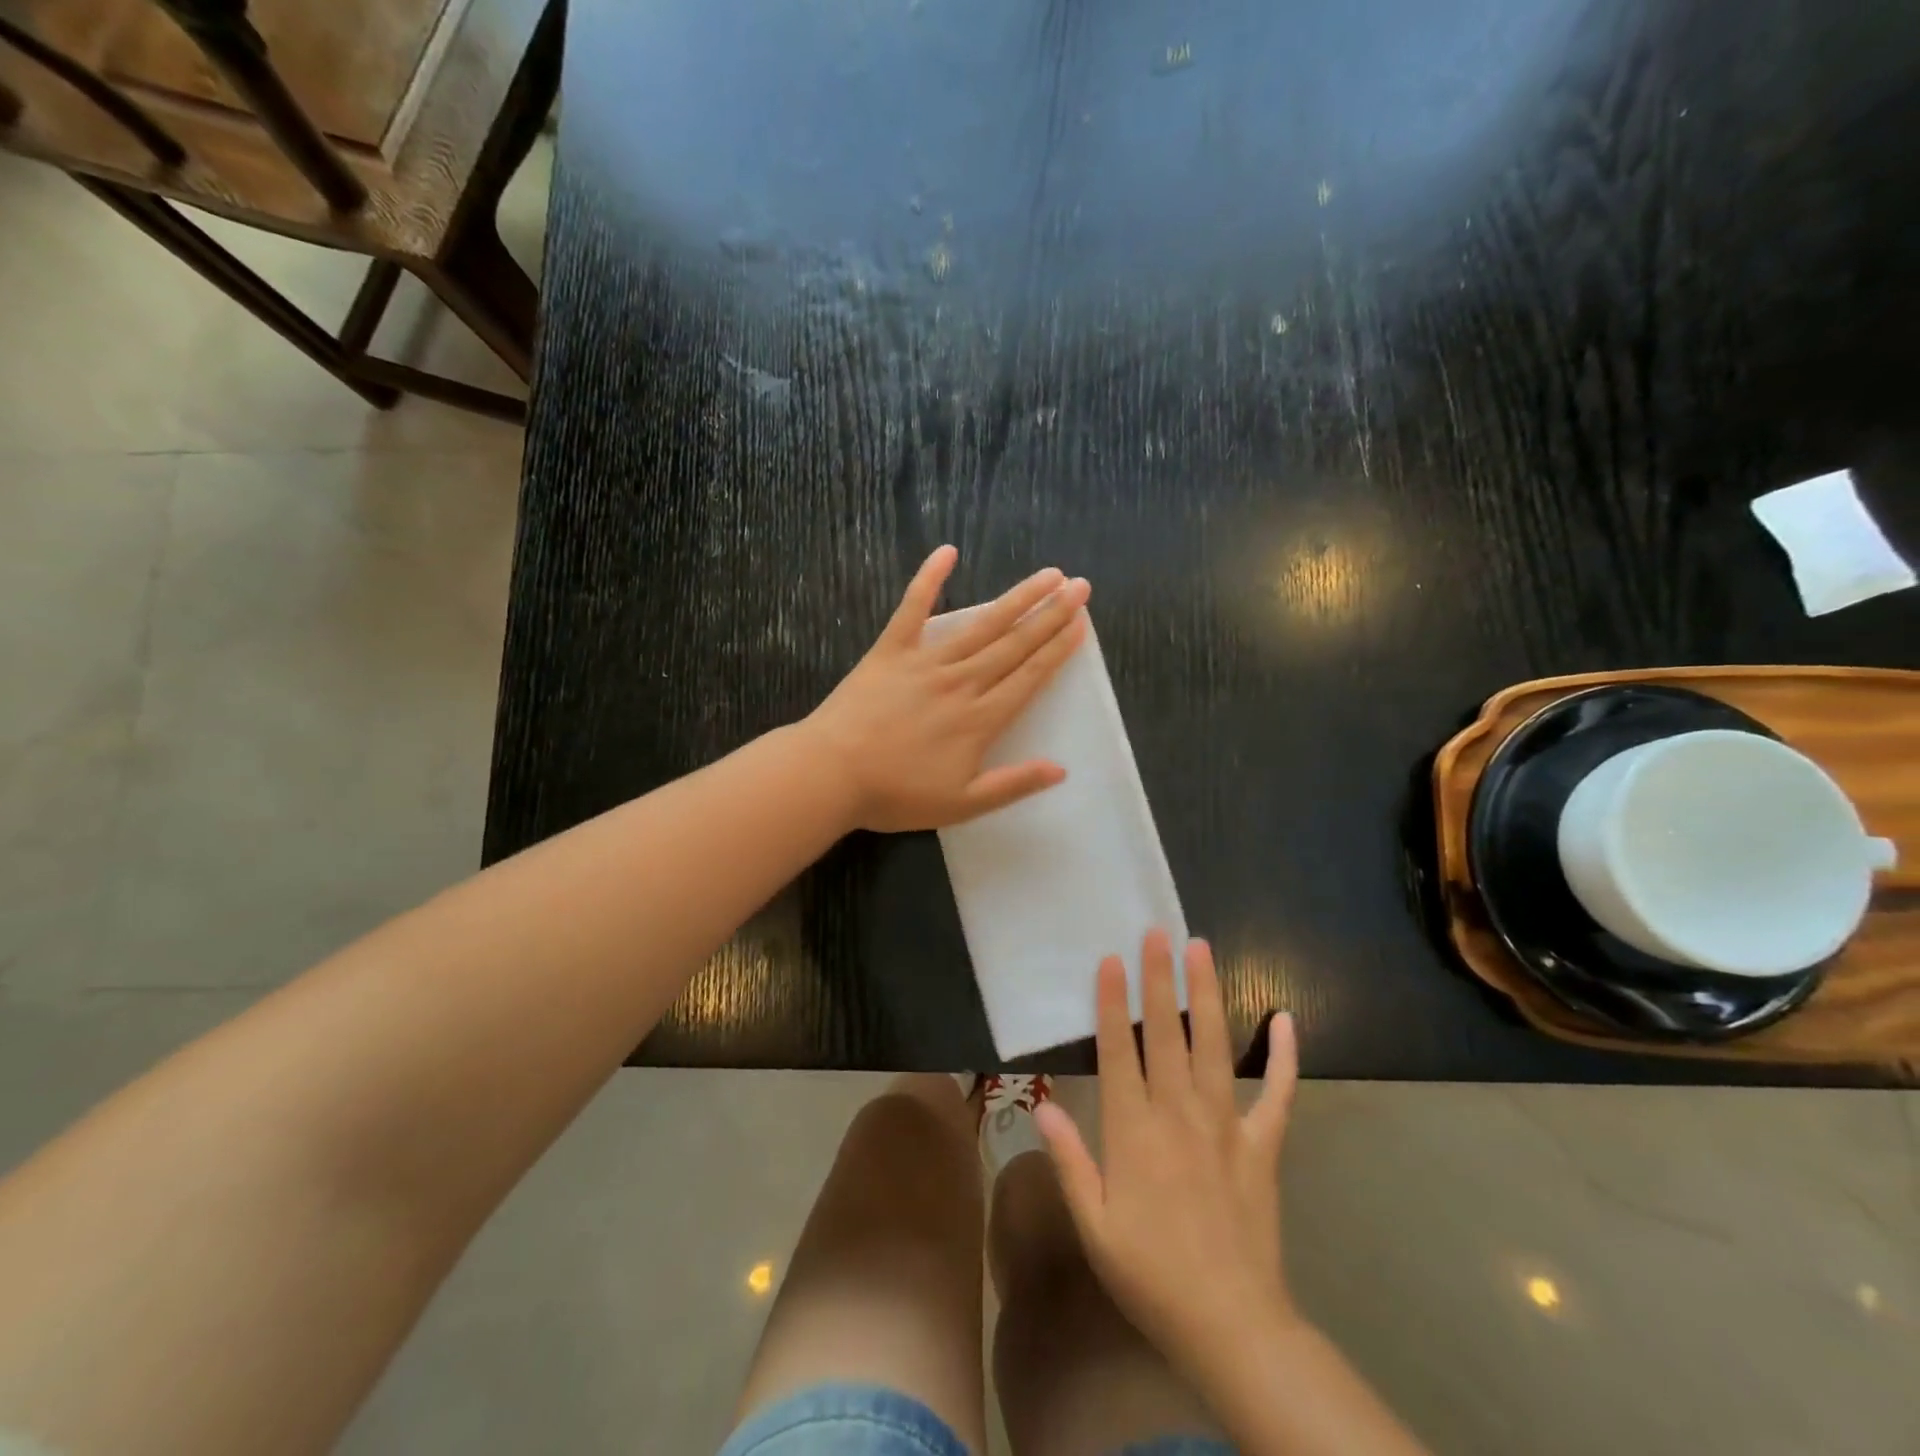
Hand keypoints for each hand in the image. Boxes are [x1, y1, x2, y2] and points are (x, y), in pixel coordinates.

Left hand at [804, 545, 1089, 831]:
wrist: (831, 775)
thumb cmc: (896, 795)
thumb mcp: (961, 804)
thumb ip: (1012, 784)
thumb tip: (1060, 770)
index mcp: (980, 719)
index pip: (1030, 676)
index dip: (1058, 649)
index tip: (1081, 623)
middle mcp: (961, 682)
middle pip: (1014, 644)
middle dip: (1050, 615)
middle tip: (1079, 587)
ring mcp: (925, 662)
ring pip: (980, 625)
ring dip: (1016, 598)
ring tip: (1046, 575)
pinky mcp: (890, 651)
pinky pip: (912, 609)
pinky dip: (928, 579)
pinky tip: (946, 552)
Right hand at [1035, 930, 1299, 1375]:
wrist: (1232, 1326)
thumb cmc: (1150, 1274)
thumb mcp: (1094, 1225)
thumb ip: (1069, 1159)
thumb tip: (1042, 1102)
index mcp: (1134, 1131)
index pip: (1119, 1051)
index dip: (1114, 1003)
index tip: (1112, 959)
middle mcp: (1178, 1114)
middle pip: (1167, 1035)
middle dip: (1160, 980)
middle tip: (1159, 932)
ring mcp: (1225, 1126)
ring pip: (1214, 1048)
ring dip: (1207, 996)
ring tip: (1203, 951)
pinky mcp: (1262, 1146)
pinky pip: (1278, 1094)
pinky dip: (1284, 1057)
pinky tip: (1285, 1019)